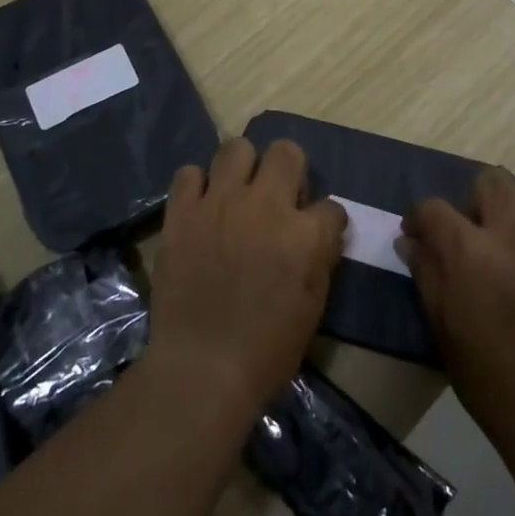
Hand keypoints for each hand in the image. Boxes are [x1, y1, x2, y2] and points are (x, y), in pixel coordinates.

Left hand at [145, 138, 346, 421]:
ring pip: (236, 147)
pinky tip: (202, 206)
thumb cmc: (266, 349)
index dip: (325, 220)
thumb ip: (320, 258)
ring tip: (237, 191)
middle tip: (278, 195)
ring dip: (243, 166)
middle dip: (289, 169)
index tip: (316, 233)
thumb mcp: (313, 307)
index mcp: (305, 235)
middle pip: (286, 152)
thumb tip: (320, 232)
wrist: (201, 368)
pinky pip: (189, 173)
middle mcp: (266, 206)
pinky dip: (198, 186)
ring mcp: (220, 204)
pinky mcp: (183, 212)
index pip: (331, 206)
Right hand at [398, 167, 514, 437]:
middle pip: (493, 179)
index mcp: (469, 251)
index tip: (420, 233)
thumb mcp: (441, 325)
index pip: (434, 208)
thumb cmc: (486, 374)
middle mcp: (514, 234)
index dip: (421, 217)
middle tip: (479, 230)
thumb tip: (410, 240)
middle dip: (478, 198)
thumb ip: (426, 273)